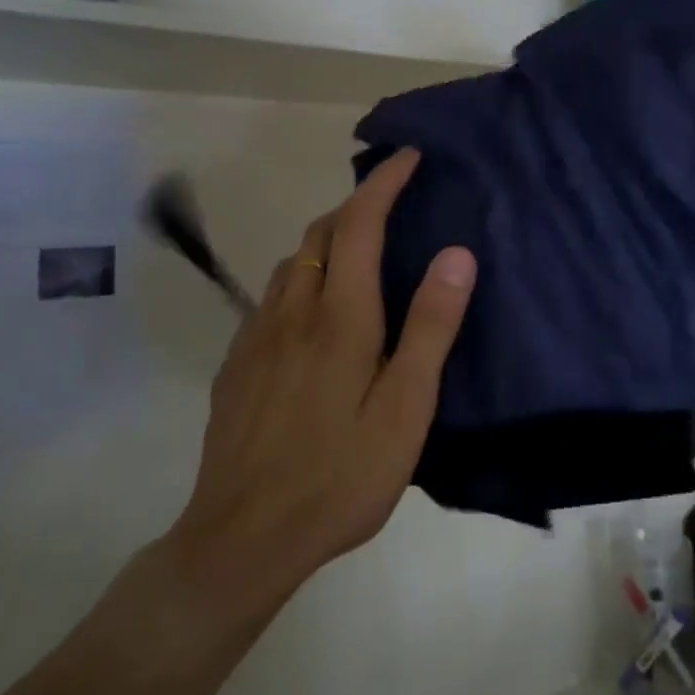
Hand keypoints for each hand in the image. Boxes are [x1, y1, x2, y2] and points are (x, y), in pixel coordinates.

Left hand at [167, 148, 475, 621]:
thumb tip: (456, 253)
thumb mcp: (405, 407)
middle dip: (357, 205)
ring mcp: (256, 336)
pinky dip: (302, 277)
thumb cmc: (340, 474)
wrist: (243, 537)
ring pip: (292, 262)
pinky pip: (272, 297)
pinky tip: (314, 311)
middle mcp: (292, 310)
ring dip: (327, 239)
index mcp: (339, 316)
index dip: (383, 183)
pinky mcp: (238, 364)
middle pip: (320, 233)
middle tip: (392, 204)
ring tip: (359, 250)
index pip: (360, 223)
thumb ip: (431, 327)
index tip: (408, 157)